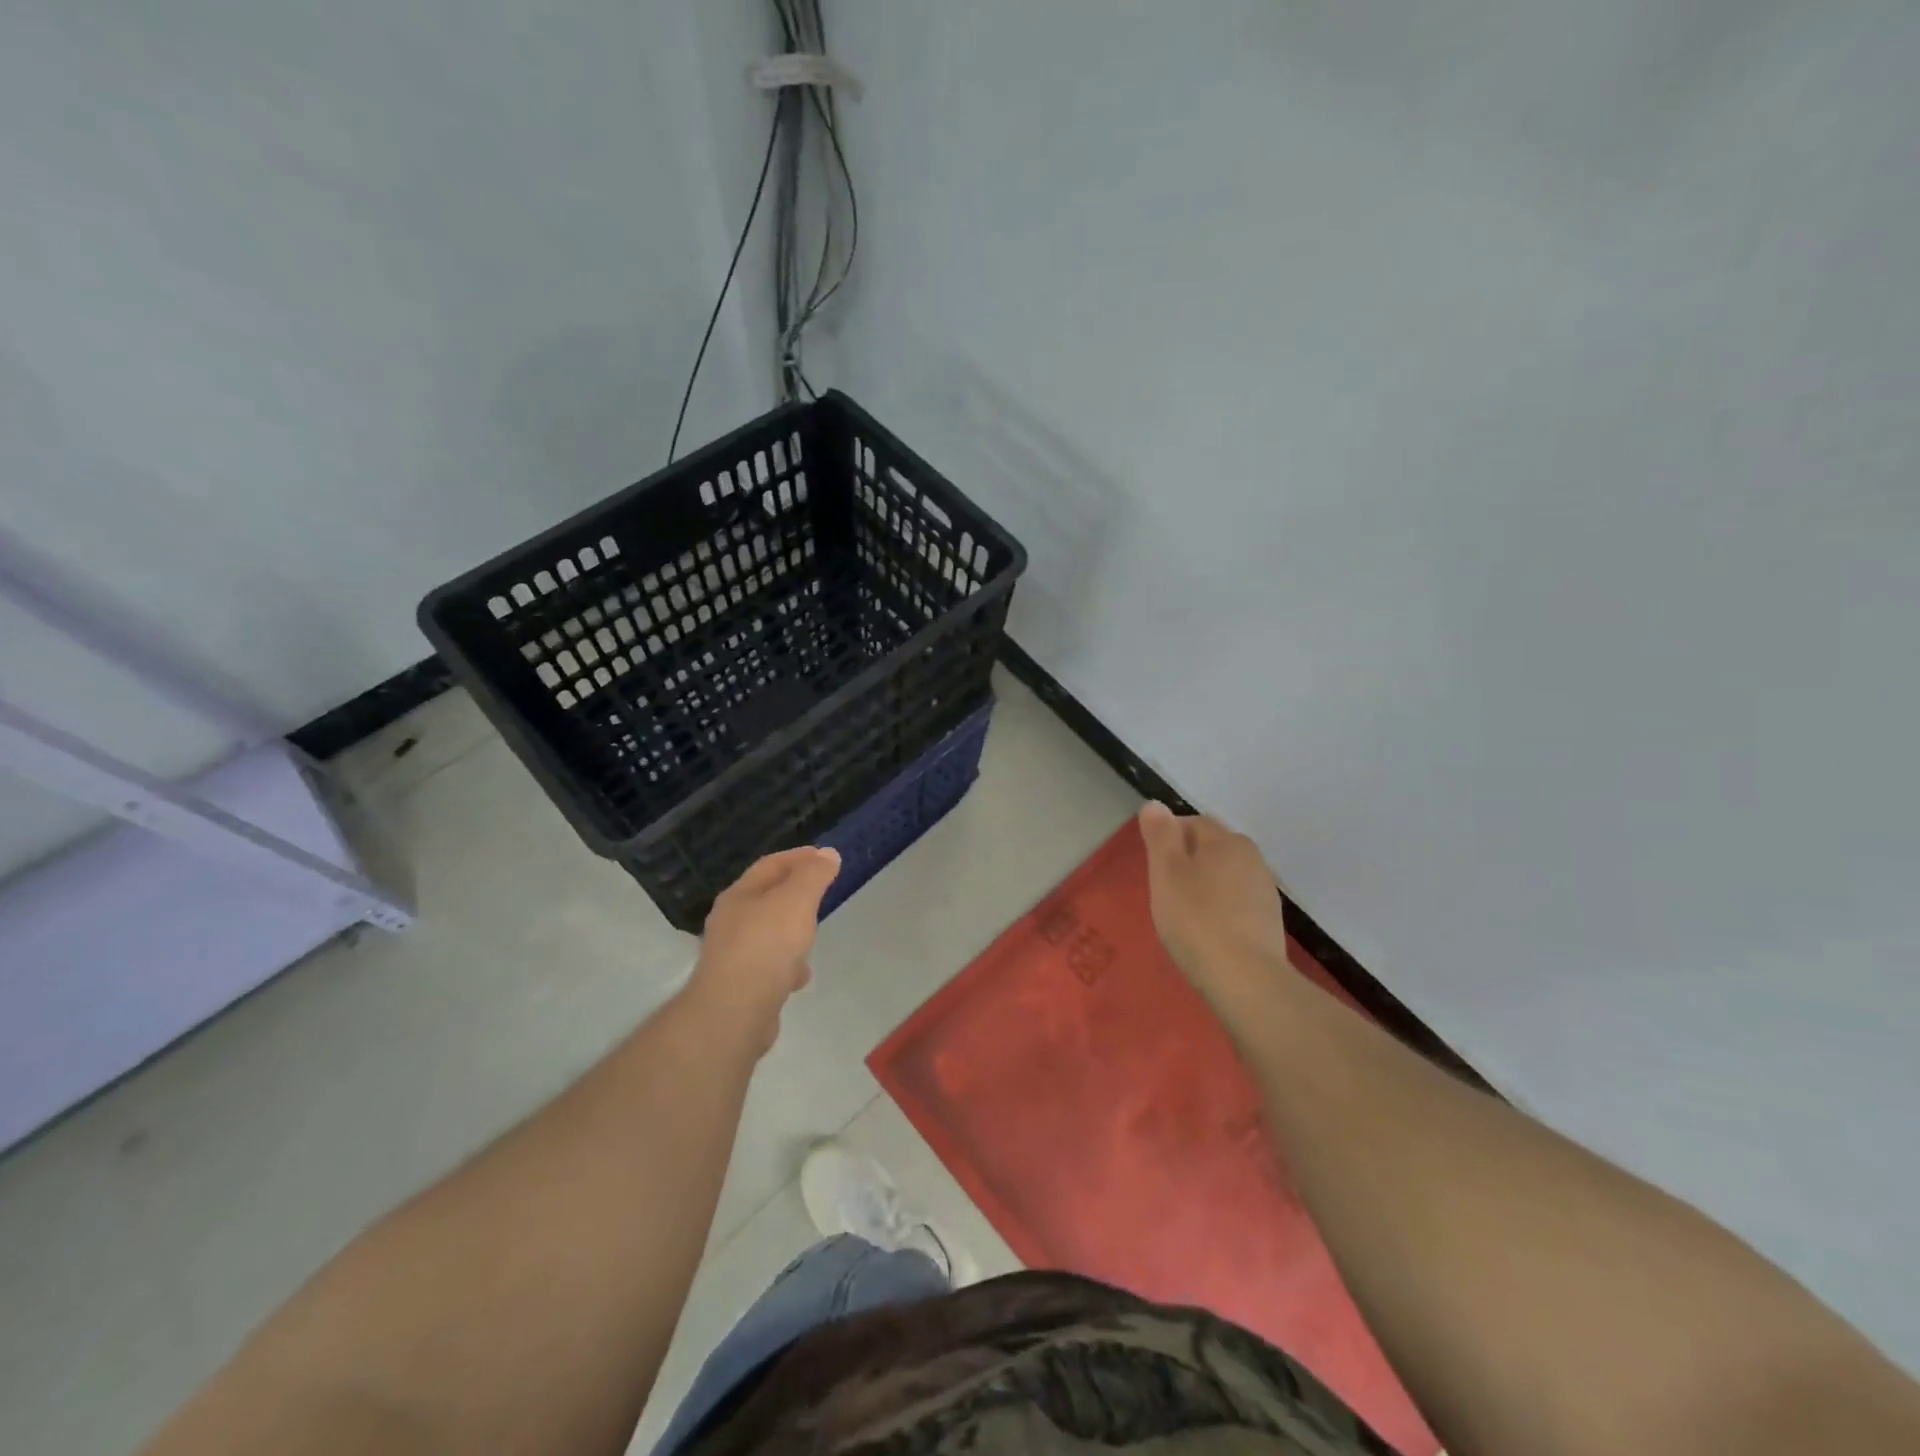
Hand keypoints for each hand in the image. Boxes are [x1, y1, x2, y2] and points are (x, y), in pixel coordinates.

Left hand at [688, 846, 840, 1052]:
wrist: (734, 1012)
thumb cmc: (767, 945)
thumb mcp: (797, 900)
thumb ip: (814, 875)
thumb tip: (828, 854)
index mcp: (740, 895)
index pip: (770, 865)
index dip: (799, 857)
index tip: (825, 857)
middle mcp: (730, 922)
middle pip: (766, 898)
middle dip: (794, 893)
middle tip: (821, 892)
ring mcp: (732, 956)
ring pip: (767, 934)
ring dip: (790, 931)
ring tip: (813, 935)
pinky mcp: (739, 987)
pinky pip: (768, 967)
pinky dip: (786, 965)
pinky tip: (800, 976)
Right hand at [1138, 802, 1288, 996]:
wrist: (1246, 980)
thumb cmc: (1196, 920)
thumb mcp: (1165, 873)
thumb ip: (1160, 835)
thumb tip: (1155, 804)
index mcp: (1226, 840)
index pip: (1192, 823)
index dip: (1168, 838)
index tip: (1152, 865)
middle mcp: (1252, 858)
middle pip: (1212, 848)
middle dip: (1187, 860)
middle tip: (1163, 888)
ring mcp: (1264, 891)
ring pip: (1225, 875)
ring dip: (1205, 885)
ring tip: (1183, 913)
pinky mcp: (1269, 922)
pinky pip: (1236, 902)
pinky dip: (1220, 908)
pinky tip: (1207, 931)